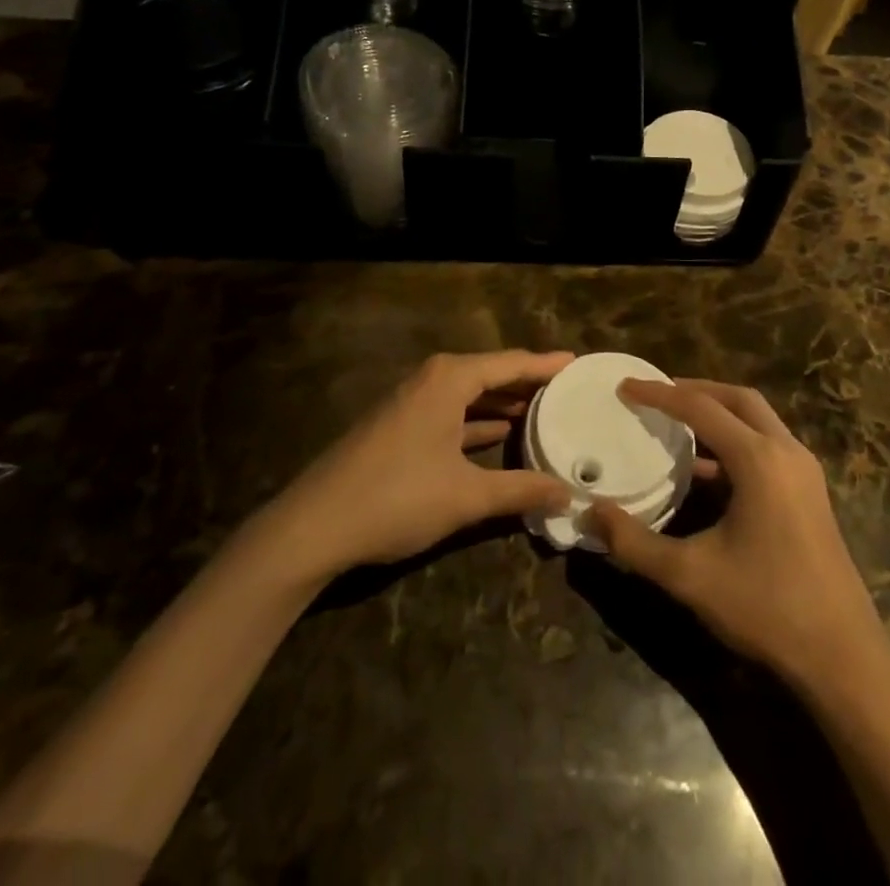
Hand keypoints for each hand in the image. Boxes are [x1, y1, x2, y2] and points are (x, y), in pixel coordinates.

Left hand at [265, 351, 574, 578]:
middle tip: (567, 388)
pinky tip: (498, 434)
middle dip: (528, 381)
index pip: (511, 363)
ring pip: (469, 393)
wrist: (311, 527)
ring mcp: (411, 401)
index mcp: (450, 379)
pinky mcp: (398, 425)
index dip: (547, 364)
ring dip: (503, 401)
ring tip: (542, 408)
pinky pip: (451, 410)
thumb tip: (568, 493)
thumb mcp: (466, 496)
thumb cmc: (396, 498)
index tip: (578, 362)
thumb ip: (521, 490)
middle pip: (491, 372)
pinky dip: (477, 419)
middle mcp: (431, 379)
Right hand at [585, 379, 888, 689]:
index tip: (626, 386)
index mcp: (759, 459)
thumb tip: (589, 512)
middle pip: (737, 399)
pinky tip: (705, 469)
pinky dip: (734, 441)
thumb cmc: (766, 607)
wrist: (842, 655)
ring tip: (676, 421)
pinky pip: (766, 446)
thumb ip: (634, 542)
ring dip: (718, 413)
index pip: (701, 407)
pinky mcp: (809, 491)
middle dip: (695, 390)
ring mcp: (803, 470)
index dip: (660, 394)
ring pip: (757, 420)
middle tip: (656, 394)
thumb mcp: (690, 576)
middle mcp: (786, 451)